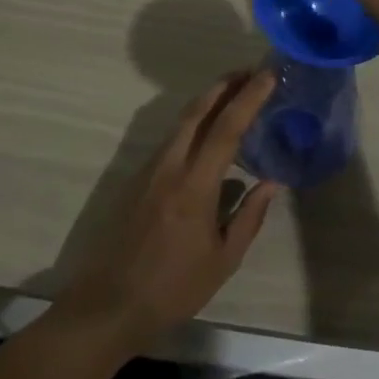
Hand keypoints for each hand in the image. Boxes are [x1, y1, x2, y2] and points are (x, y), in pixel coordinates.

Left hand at [60, 71, 279, 355]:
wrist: (107, 306)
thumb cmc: (172, 289)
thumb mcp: (223, 261)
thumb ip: (249, 217)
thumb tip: (271, 183)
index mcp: (194, 185)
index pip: (226, 129)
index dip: (249, 98)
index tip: (268, 76)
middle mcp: (169, 167)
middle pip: (197, 111)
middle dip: (224, 86)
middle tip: (249, 72)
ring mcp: (148, 171)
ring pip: (180, 123)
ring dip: (207, 102)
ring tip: (233, 95)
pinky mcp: (135, 180)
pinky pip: (170, 140)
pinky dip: (192, 125)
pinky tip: (205, 134)